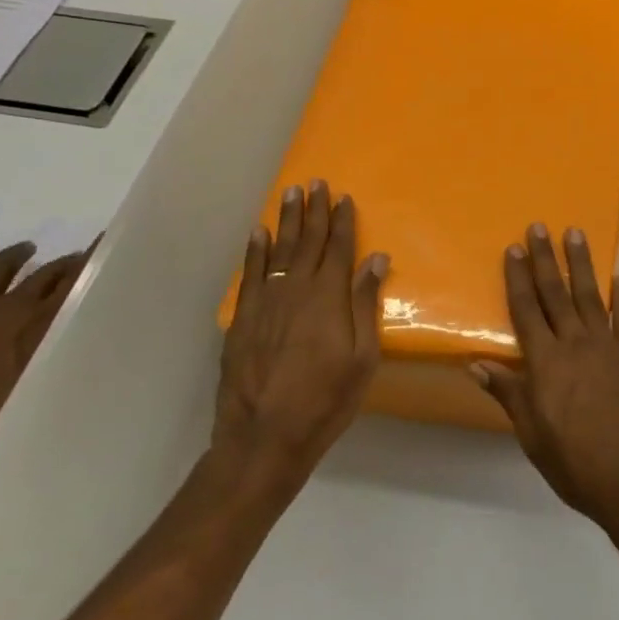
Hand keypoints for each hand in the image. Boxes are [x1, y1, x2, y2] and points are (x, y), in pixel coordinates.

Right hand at [0, 242, 86, 446]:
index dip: (12, 256)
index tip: (27, 247)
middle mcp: (14, 309)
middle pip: (45, 274)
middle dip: (61, 264)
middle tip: (76, 256)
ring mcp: (46, 324)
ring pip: (73, 286)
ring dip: (86, 273)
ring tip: (100, 263)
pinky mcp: (68, 342)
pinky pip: (89, 313)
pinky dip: (99, 302)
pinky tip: (113, 298)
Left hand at [216, 180, 387, 478]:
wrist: (265, 437)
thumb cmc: (326, 399)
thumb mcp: (362, 357)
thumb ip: (366, 304)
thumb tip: (376, 258)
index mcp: (329, 298)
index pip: (338, 248)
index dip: (342, 221)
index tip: (343, 197)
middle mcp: (296, 290)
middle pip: (307, 241)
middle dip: (313, 211)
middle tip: (314, 182)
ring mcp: (265, 302)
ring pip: (277, 250)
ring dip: (286, 221)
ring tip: (289, 193)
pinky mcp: (243, 319)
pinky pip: (250, 274)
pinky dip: (254, 251)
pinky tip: (258, 232)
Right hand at [471, 225, 618, 542]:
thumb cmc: (576, 463)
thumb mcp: (532, 435)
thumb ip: (508, 394)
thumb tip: (476, 364)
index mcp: (546, 364)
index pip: (526, 311)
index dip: (518, 279)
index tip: (513, 249)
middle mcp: (576, 345)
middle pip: (556, 294)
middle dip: (546, 259)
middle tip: (539, 227)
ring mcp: (608, 348)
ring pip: (590, 296)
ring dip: (582, 264)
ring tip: (575, 234)